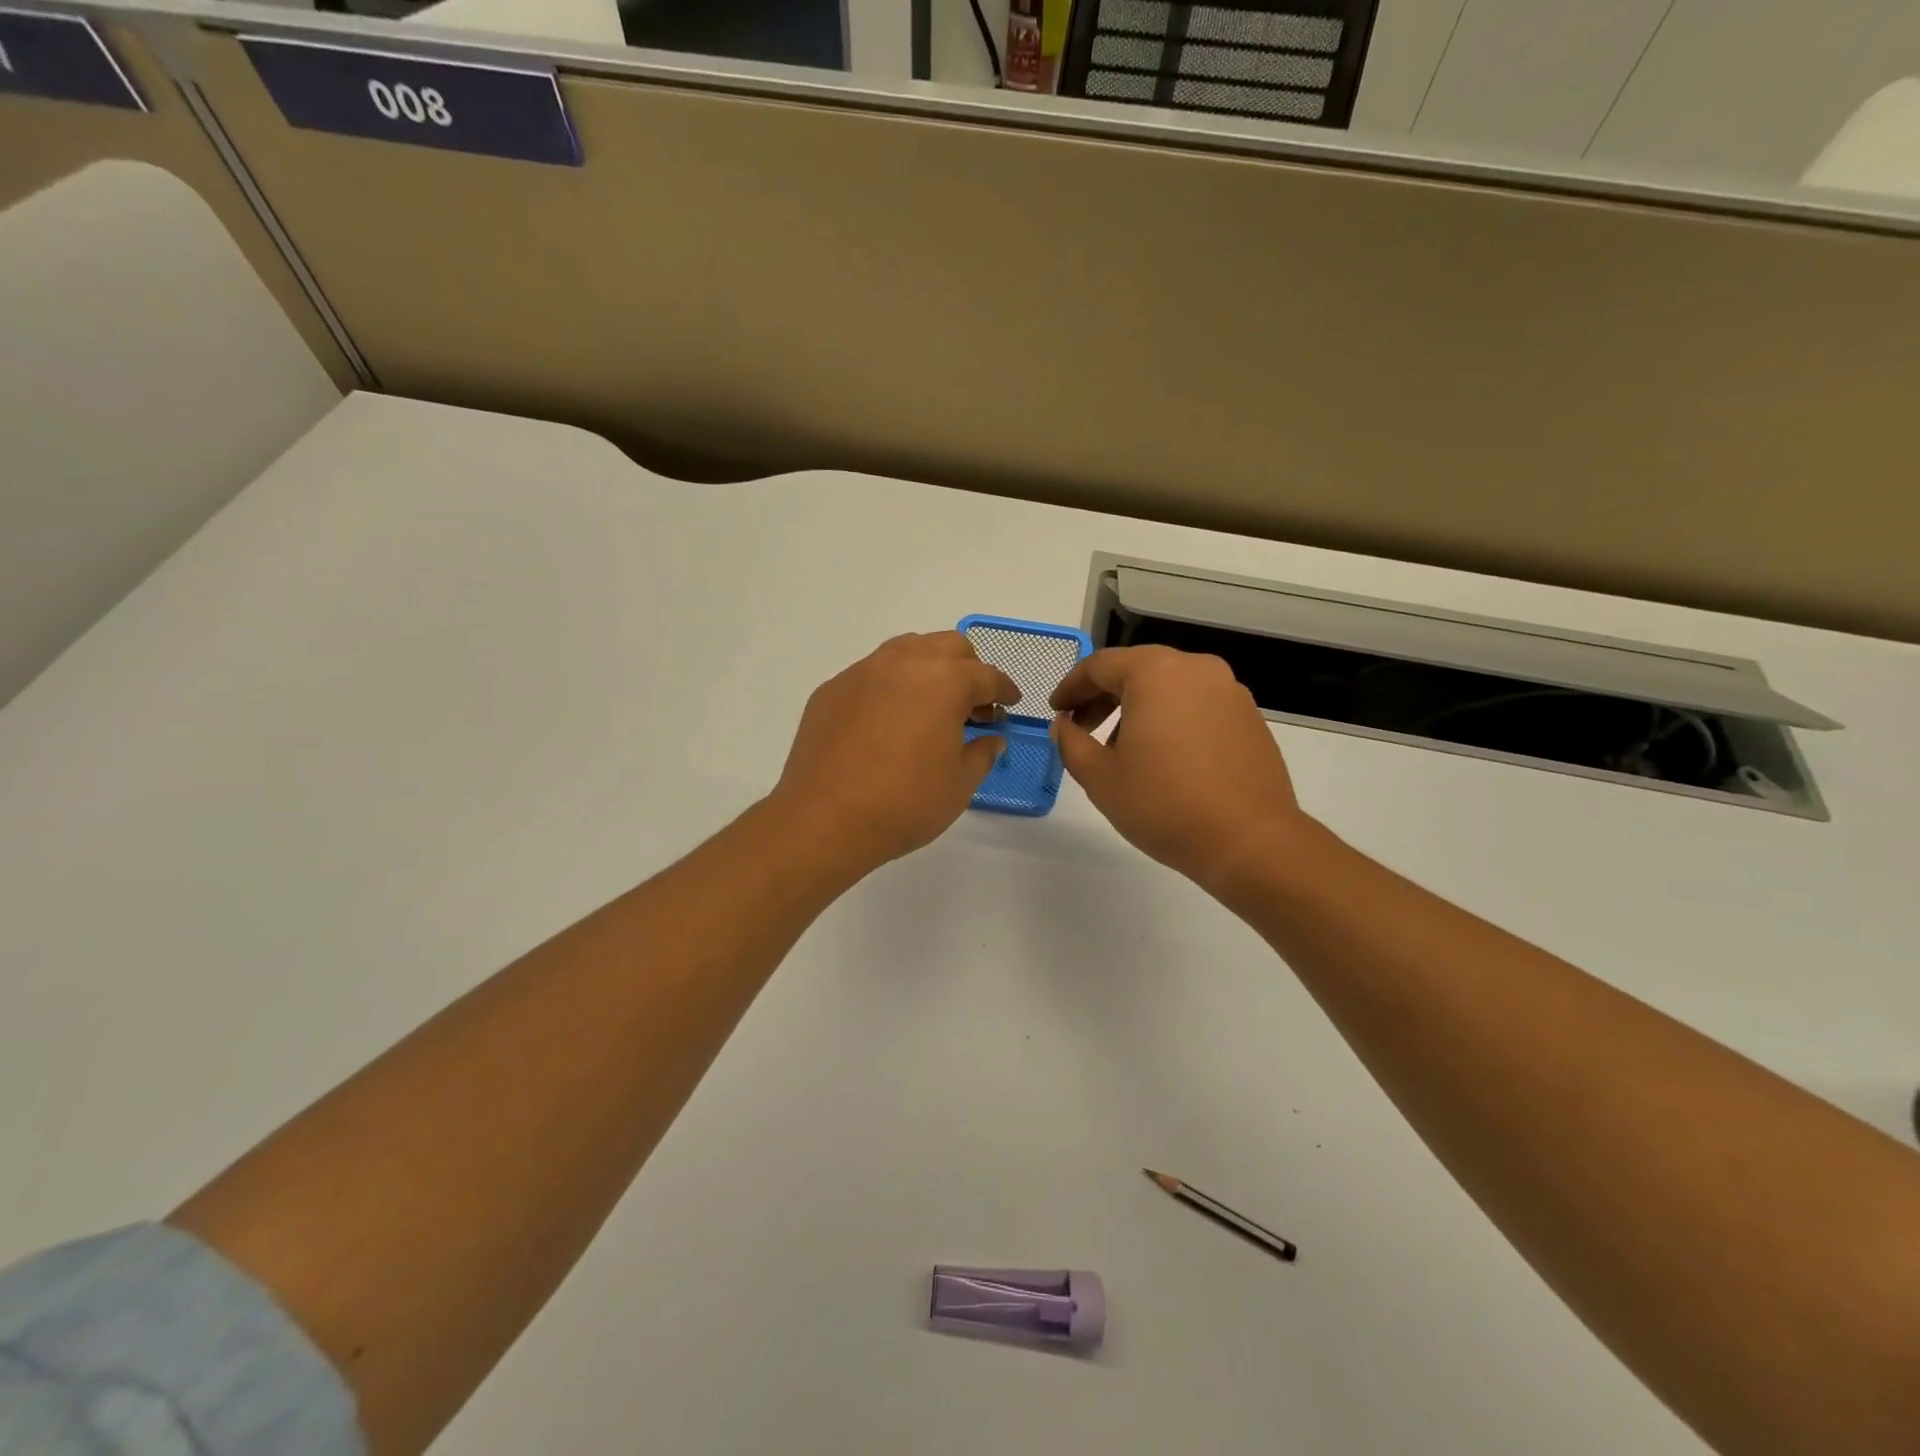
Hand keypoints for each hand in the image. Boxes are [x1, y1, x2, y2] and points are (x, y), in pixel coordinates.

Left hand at [770, 633, 1019, 872]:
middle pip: (949, 647)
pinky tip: (887, 722)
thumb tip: (991, 739)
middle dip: (968, 670)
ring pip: (907, 650)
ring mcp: (863, 671)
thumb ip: (981, 754)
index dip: (1004, 690)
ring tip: (931, 706)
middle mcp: (904, 662)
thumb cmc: (904, 803)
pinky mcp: (832, 689)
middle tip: (972, 706)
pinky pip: (872, 674)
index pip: (987, 675)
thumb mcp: (959, 785)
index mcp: (945, 681)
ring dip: (929, 669)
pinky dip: (891, 687)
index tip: (1009, 704)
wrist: (824, 819)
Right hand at [1050, 646, 1308, 896]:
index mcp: (1156, 673)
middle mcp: (1196, 669)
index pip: (1100, 666)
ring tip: (1121, 749)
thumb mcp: (1100, 778)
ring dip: (1137, 708)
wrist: (1250, 841)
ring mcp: (1229, 691)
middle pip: (1136, 670)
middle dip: (1103, 696)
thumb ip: (1071, 743)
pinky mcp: (1249, 717)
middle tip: (1081, 728)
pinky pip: (1197, 704)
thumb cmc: (1164, 805)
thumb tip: (1064, 725)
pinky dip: (1171, 718)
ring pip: (1169, 686)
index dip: (1071, 687)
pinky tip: (1163, 757)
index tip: (1056, 712)